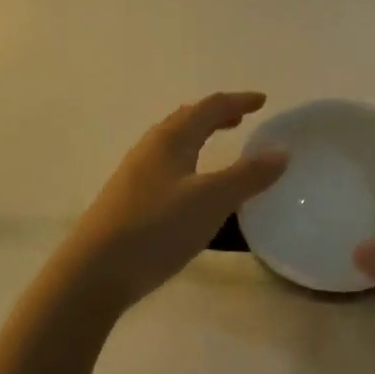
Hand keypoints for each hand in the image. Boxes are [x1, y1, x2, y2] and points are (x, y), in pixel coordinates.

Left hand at [64, 93, 287, 310]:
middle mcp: (151, 147)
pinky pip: (164, 163)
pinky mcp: (127, 198)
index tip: (262, 101)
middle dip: (216, 114)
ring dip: (198, 135)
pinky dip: (186, 159)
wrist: (93, 272)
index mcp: (172, 138)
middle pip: (187, 118)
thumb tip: (281, 152)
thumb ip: (248, 176)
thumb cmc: (157, 228)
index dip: (238, 101)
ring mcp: (134, 173)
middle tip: (241, 119)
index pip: (210, 107)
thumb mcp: (212, 201)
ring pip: (172, 141)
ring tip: (217, 145)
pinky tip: (189, 185)